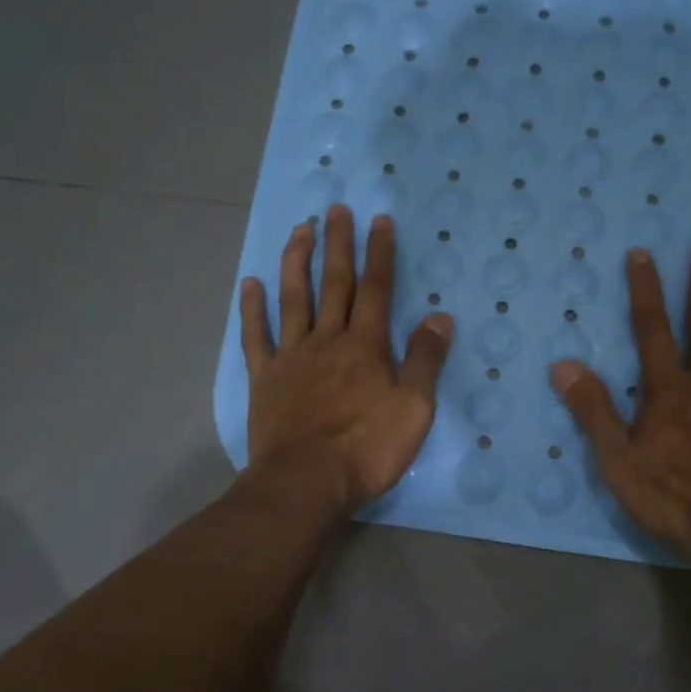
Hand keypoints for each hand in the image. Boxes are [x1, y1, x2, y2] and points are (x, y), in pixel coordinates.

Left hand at [240, 205, 453, 513]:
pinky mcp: (265, 379)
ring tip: (299, 229)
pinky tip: (249, 284)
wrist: (306, 482)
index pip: (377, 289)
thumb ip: (426, 360)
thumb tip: (441, 318)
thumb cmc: (367, 448)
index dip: (379, 253)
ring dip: (296, 261)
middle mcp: (328, 341)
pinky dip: (252, 309)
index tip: (379, 220)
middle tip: (336, 209)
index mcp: (366, 346)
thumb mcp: (414, 408)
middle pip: (334, 284)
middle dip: (338, 244)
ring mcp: (292, 357)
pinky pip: (257, 337)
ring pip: (294, 299)